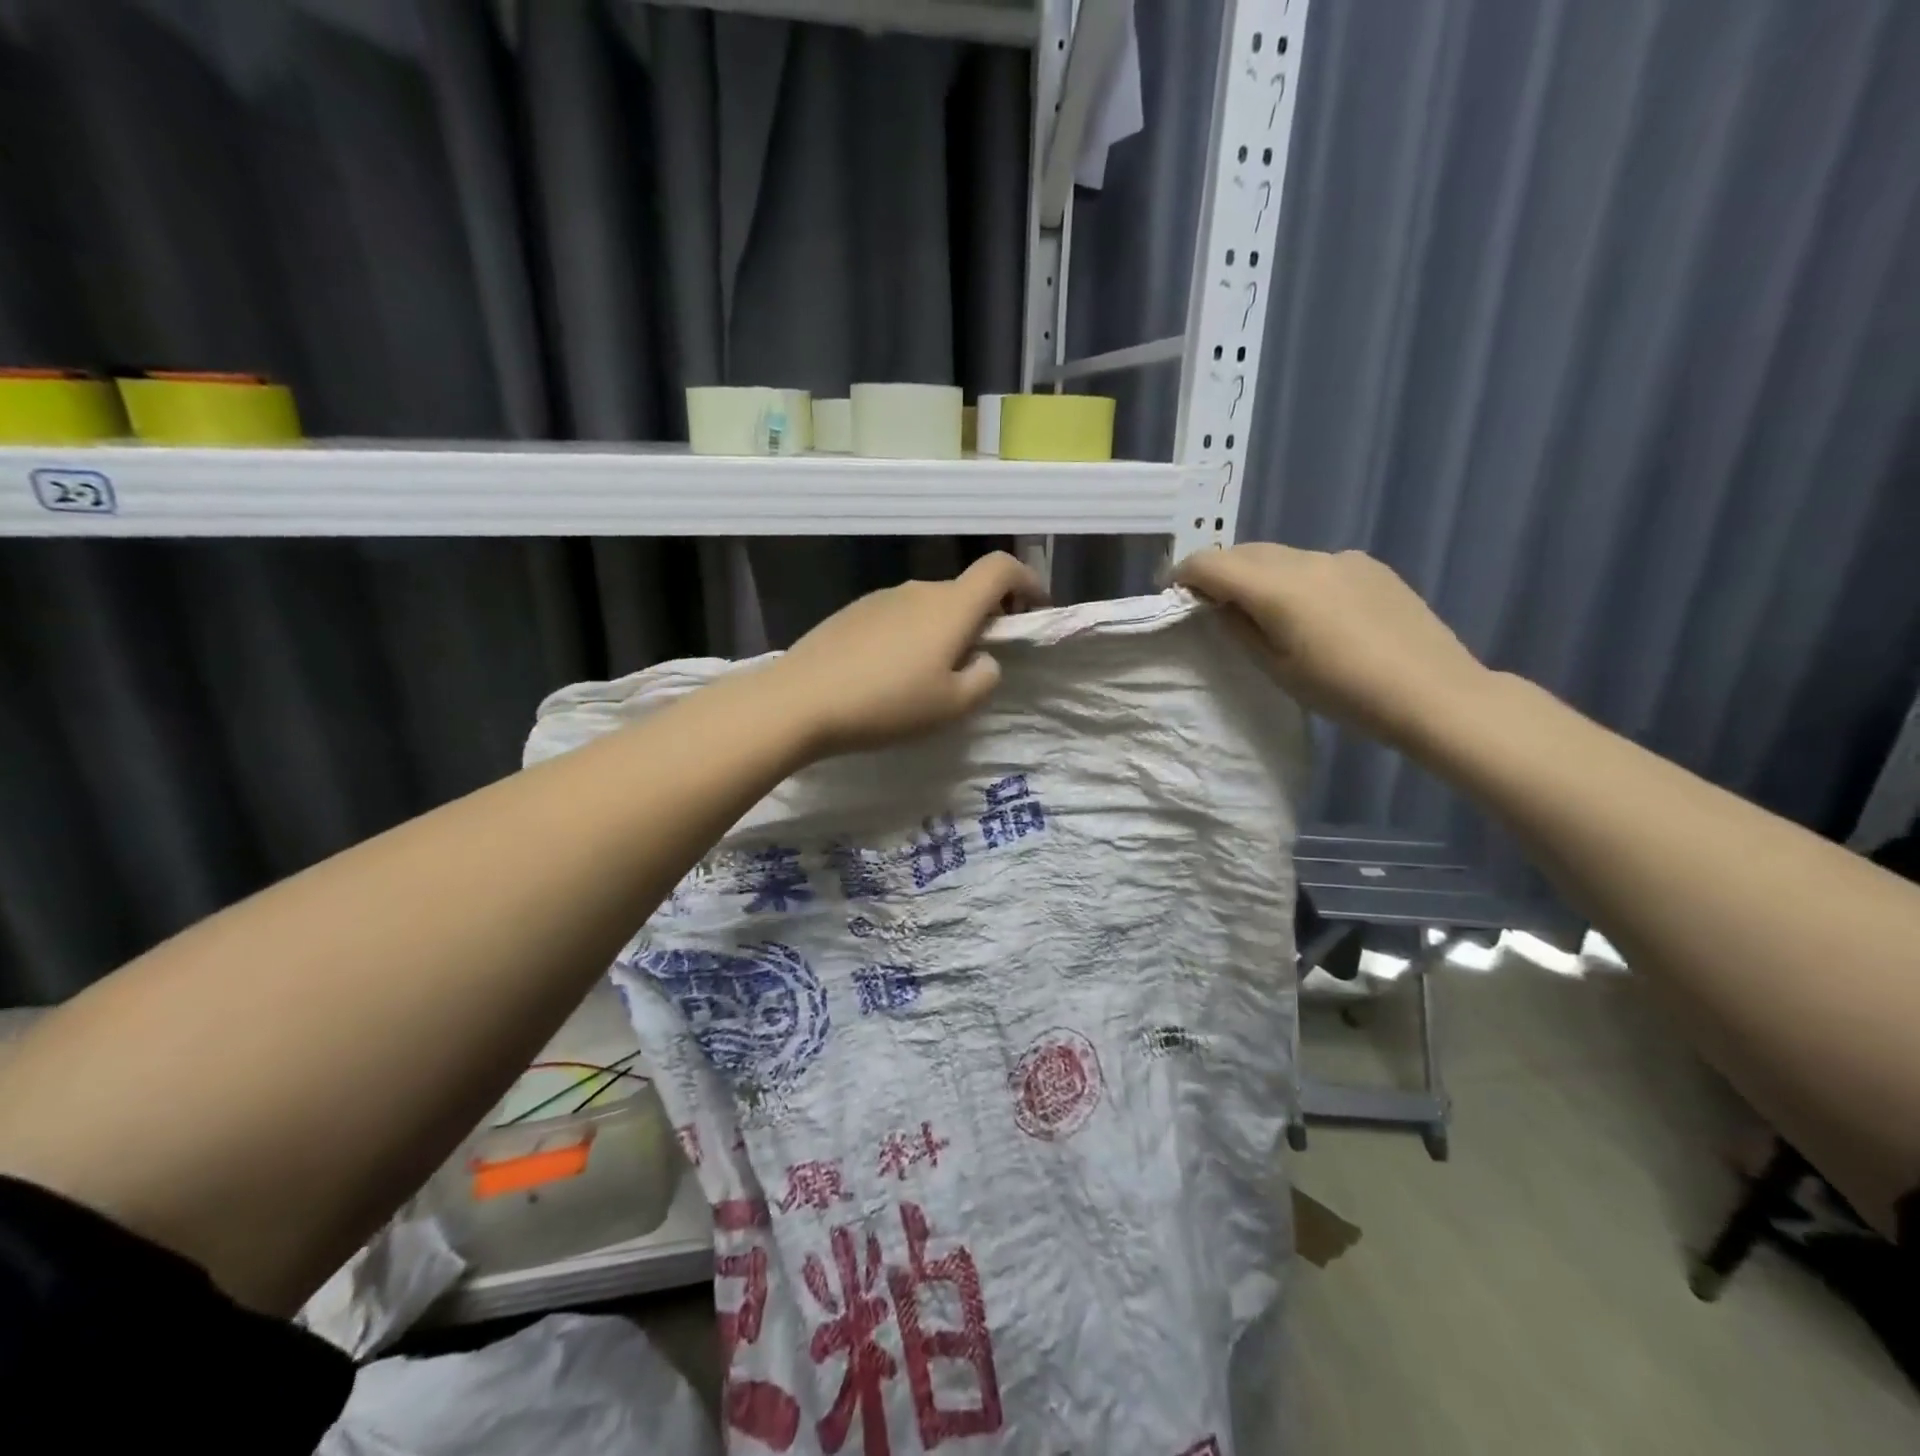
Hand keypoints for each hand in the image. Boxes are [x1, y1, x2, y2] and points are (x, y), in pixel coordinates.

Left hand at [768, 551, 1049, 757]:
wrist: (801, 700)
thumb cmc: (887, 704)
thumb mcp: (952, 705)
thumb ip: (984, 678)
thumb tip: (983, 659)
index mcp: (951, 606)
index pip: (1001, 569)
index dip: (1027, 582)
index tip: (1035, 609)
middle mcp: (918, 590)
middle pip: (965, 590)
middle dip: (985, 616)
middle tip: (981, 659)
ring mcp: (881, 598)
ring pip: (929, 605)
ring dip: (945, 629)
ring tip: (932, 675)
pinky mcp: (852, 613)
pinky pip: (897, 616)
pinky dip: (912, 635)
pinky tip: (892, 673)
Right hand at [1172, 544, 1488, 749]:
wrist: (1433, 693)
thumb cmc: (1344, 691)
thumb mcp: (1276, 669)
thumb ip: (1239, 630)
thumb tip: (1219, 606)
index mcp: (1277, 587)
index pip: (1211, 563)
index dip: (1183, 574)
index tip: (1172, 593)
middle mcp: (1306, 560)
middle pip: (1244, 552)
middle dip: (1218, 571)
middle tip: (1208, 603)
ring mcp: (1342, 559)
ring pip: (1280, 556)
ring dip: (1257, 574)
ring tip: (1259, 609)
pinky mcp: (1369, 566)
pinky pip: (1315, 564)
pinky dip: (1294, 578)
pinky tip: (1310, 612)